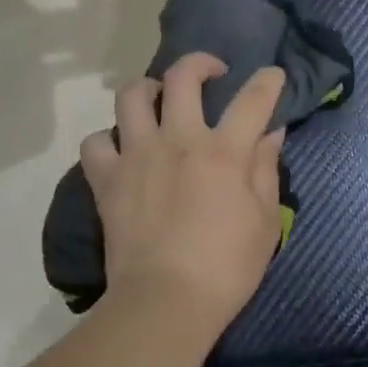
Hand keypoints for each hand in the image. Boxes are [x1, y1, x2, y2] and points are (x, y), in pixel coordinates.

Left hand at [81, 53, 286, 343]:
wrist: (165, 303)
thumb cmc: (226, 268)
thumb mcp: (265, 222)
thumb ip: (266, 170)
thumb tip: (270, 133)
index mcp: (223, 152)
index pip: (252, 100)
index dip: (267, 81)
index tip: (272, 75)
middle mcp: (178, 140)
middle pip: (183, 78)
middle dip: (200, 63)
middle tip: (210, 73)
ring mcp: (137, 156)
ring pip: (131, 96)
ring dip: (147, 89)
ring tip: (158, 100)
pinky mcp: (107, 180)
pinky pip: (95, 143)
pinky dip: (106, 141)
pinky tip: (120, 150)